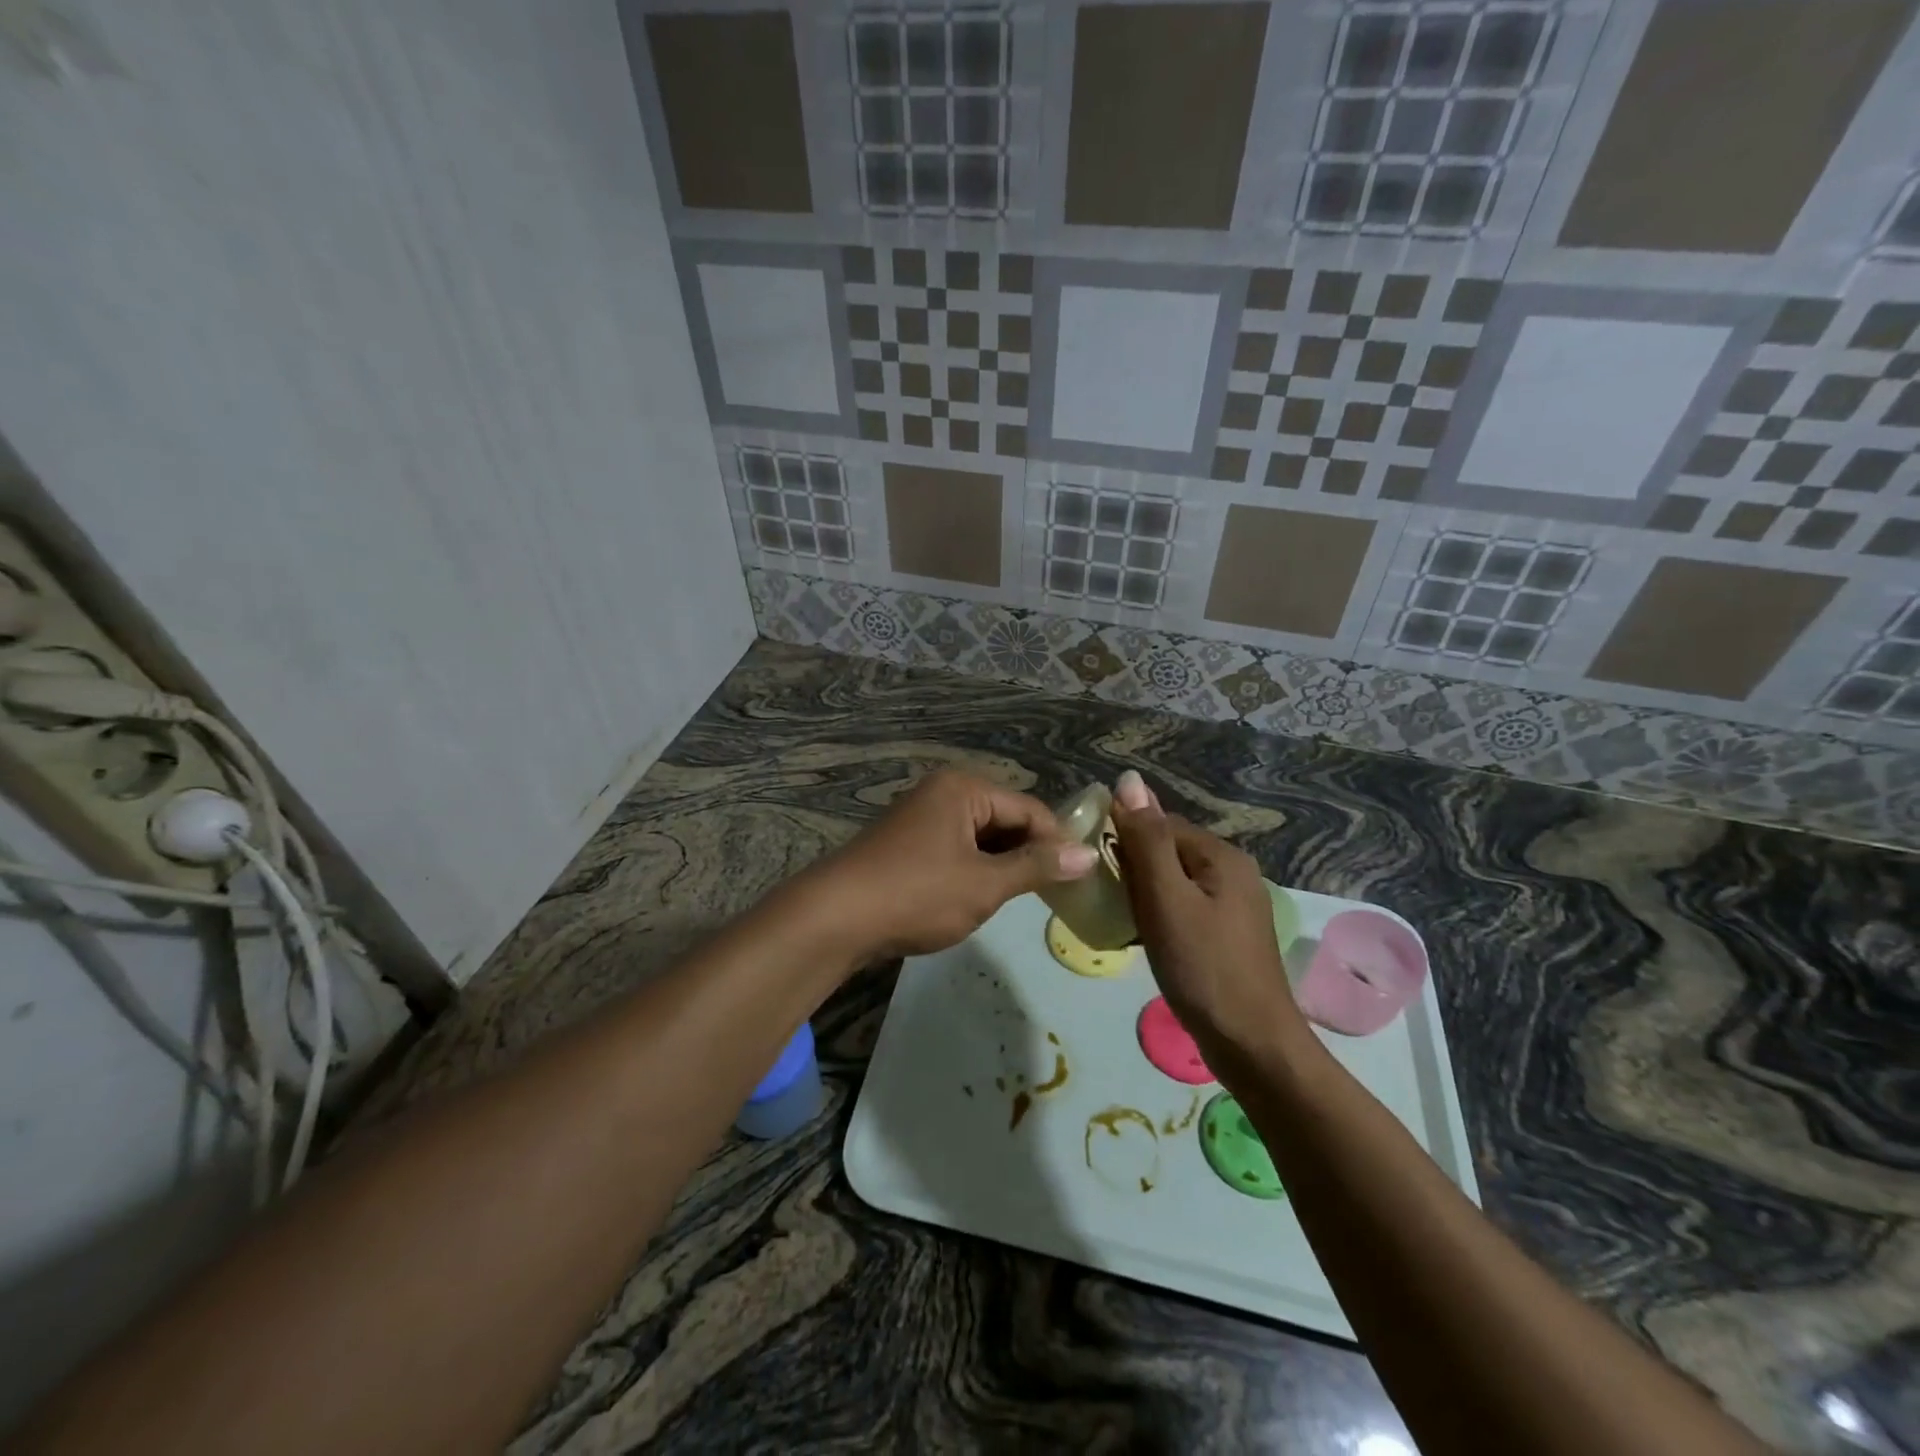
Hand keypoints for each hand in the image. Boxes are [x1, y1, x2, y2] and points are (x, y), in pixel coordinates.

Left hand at [810, 768, 1097, 960]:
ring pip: (981, 837)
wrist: (834, 917)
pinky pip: (956, 849)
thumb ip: (1037, 867)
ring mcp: (921, 816)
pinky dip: (975, 870)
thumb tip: (1088, 854)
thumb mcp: (984, 884)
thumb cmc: (917, 894)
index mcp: (964, 788)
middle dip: (1029, 854)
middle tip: (1056, 893)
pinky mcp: (908, 843)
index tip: (1081, 879)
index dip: (1058, 842)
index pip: (1030, 809)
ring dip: (1002, 865)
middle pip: (1005, 819)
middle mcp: (943, 792)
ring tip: (1023, 899)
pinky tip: (981, 897)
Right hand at [1109, 770, 1306, 1048]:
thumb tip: (1128, 779)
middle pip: (1167, 852)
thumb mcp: (1166, 899)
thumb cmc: (1203, 967)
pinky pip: (1183, 908)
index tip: (1092, 867)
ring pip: (1173, 882)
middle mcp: (1233, 871)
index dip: (1123, 840)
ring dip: (1142, 895)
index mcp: (1222, 855)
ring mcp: (1233, 905)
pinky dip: (1159, 916)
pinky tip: (1142, 938)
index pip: (1160, 825)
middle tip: (1103, 898)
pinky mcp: (1227, 934)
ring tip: (1117, 919)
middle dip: (1132, 869)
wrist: (1251, 1045)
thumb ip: (1146, 840)